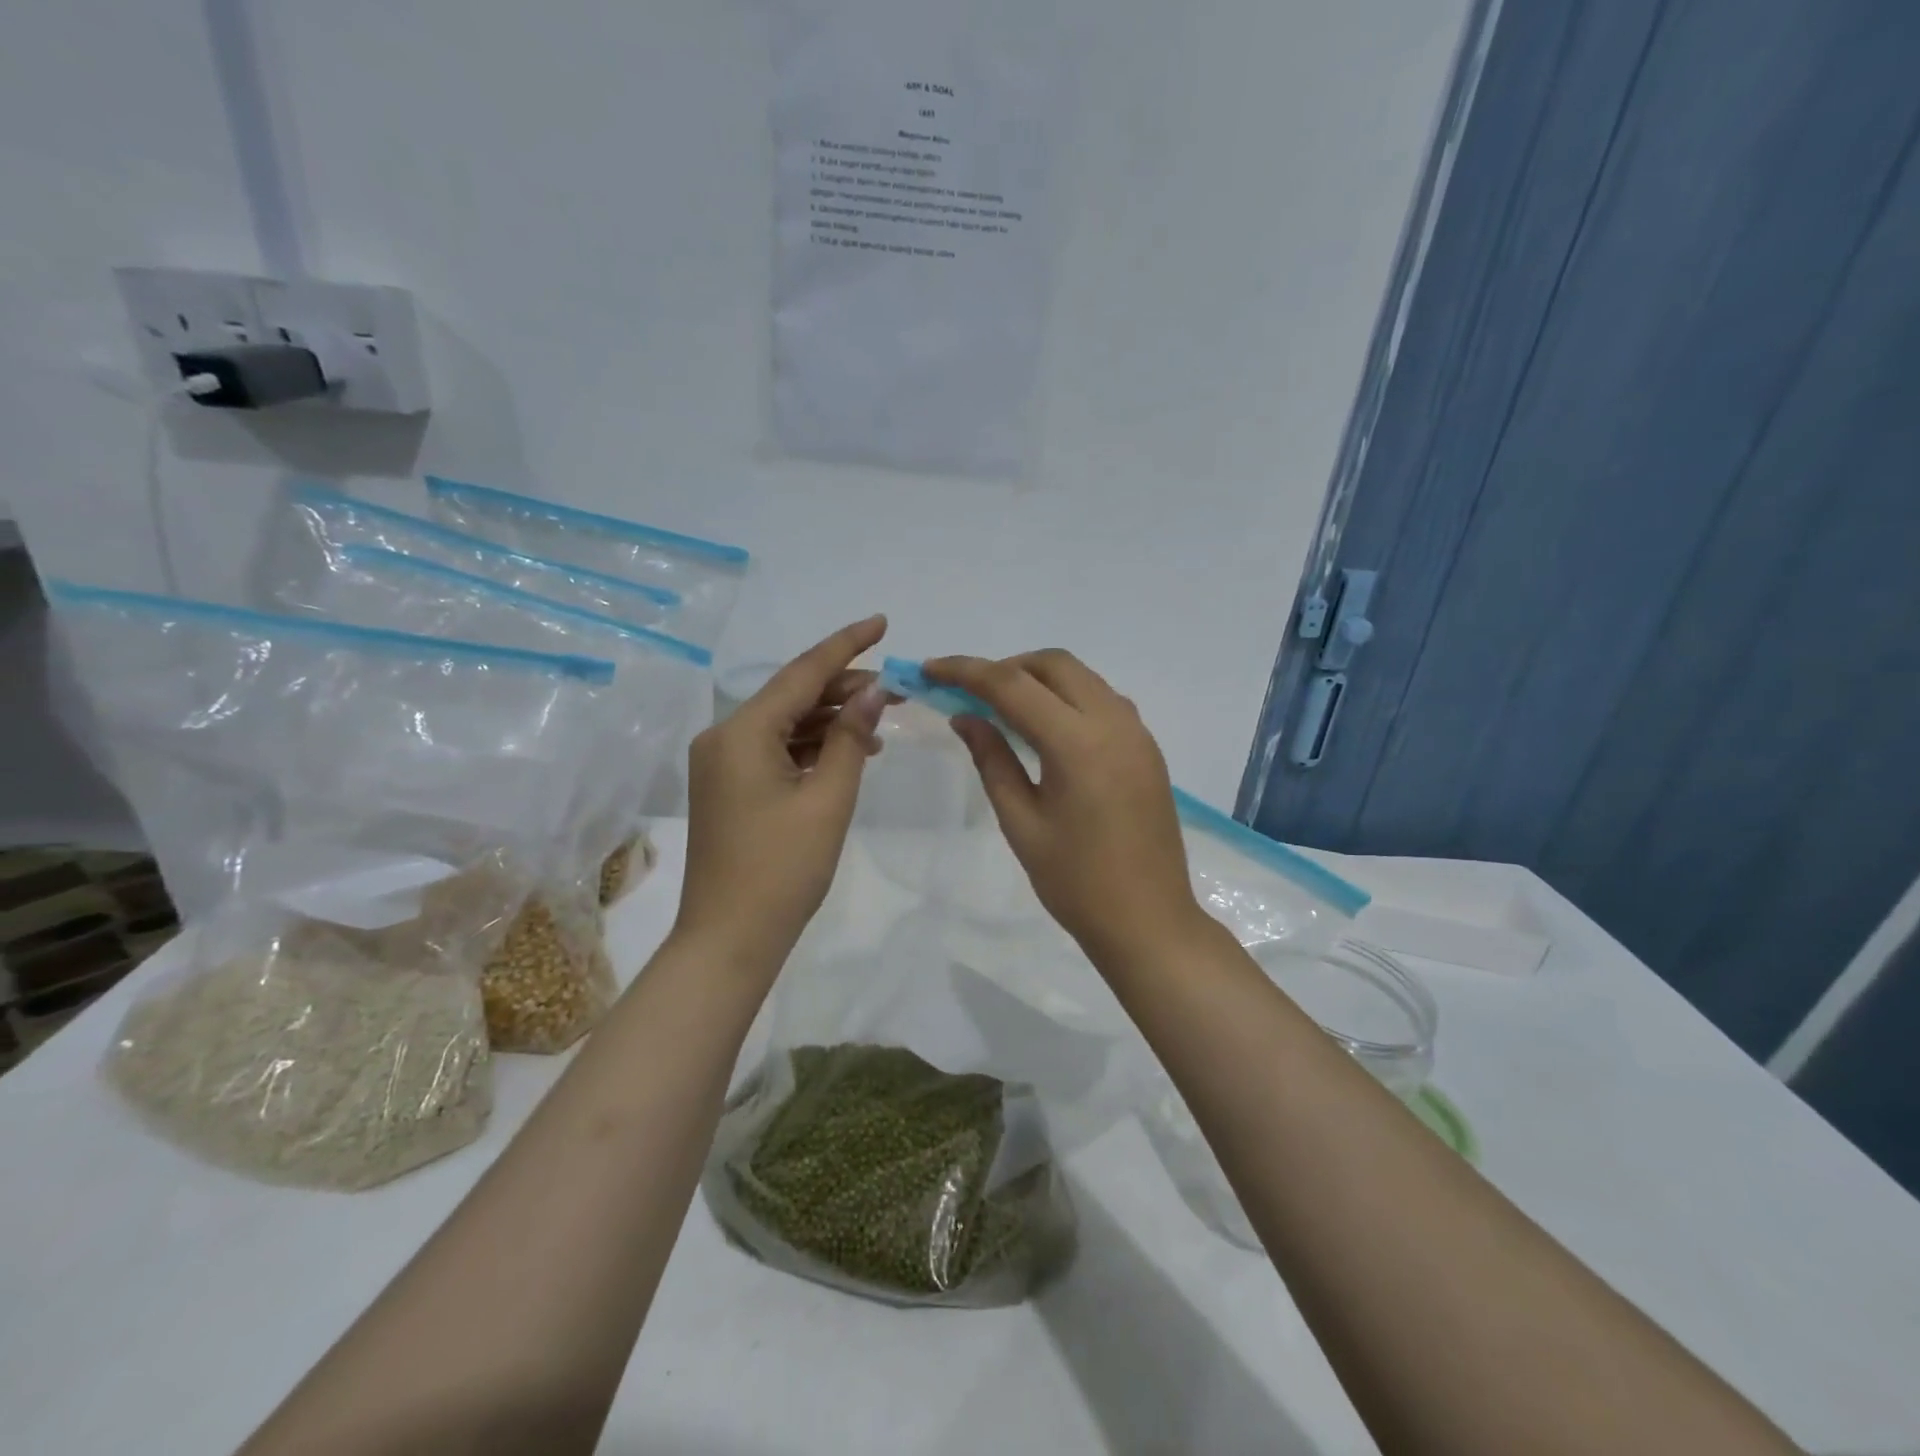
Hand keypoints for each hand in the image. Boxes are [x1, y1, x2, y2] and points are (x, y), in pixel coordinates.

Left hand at [676, 616, 888, 971]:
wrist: (729, 940)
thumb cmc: (783, 870)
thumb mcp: (829, 799)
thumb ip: (853, 737)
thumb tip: (874, 690)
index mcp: (742, 732)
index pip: (802, 673)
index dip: (846, 645)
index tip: (883, 623)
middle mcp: (723, 737)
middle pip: (791, 695)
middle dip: (844, 686)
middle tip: (896, 688)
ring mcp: (722, 763)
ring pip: (785, 723)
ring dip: (831, 718)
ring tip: (881, 720)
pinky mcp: (729, 786)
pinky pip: (776, 750)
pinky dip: (812, 746)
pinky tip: (850, 751)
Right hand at [924, 650, 1201, 960]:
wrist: (1149, 922)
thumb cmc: (1076, 883)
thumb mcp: (1022, 823)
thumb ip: (992, 760)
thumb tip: (965, 717)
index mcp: (1077, 744)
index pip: (1012, 685)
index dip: (966, 671)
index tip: (930, 669)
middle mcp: (1113, 722)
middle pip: (1054, 665)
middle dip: (1006, 667)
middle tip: (970, 695)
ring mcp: (1137, 733)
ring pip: (1082, 678)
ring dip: (1039, 679)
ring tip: (1003, 710)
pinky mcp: (1147, 748)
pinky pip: (1103, 701)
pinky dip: (1068, 698)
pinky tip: (1047, 730)